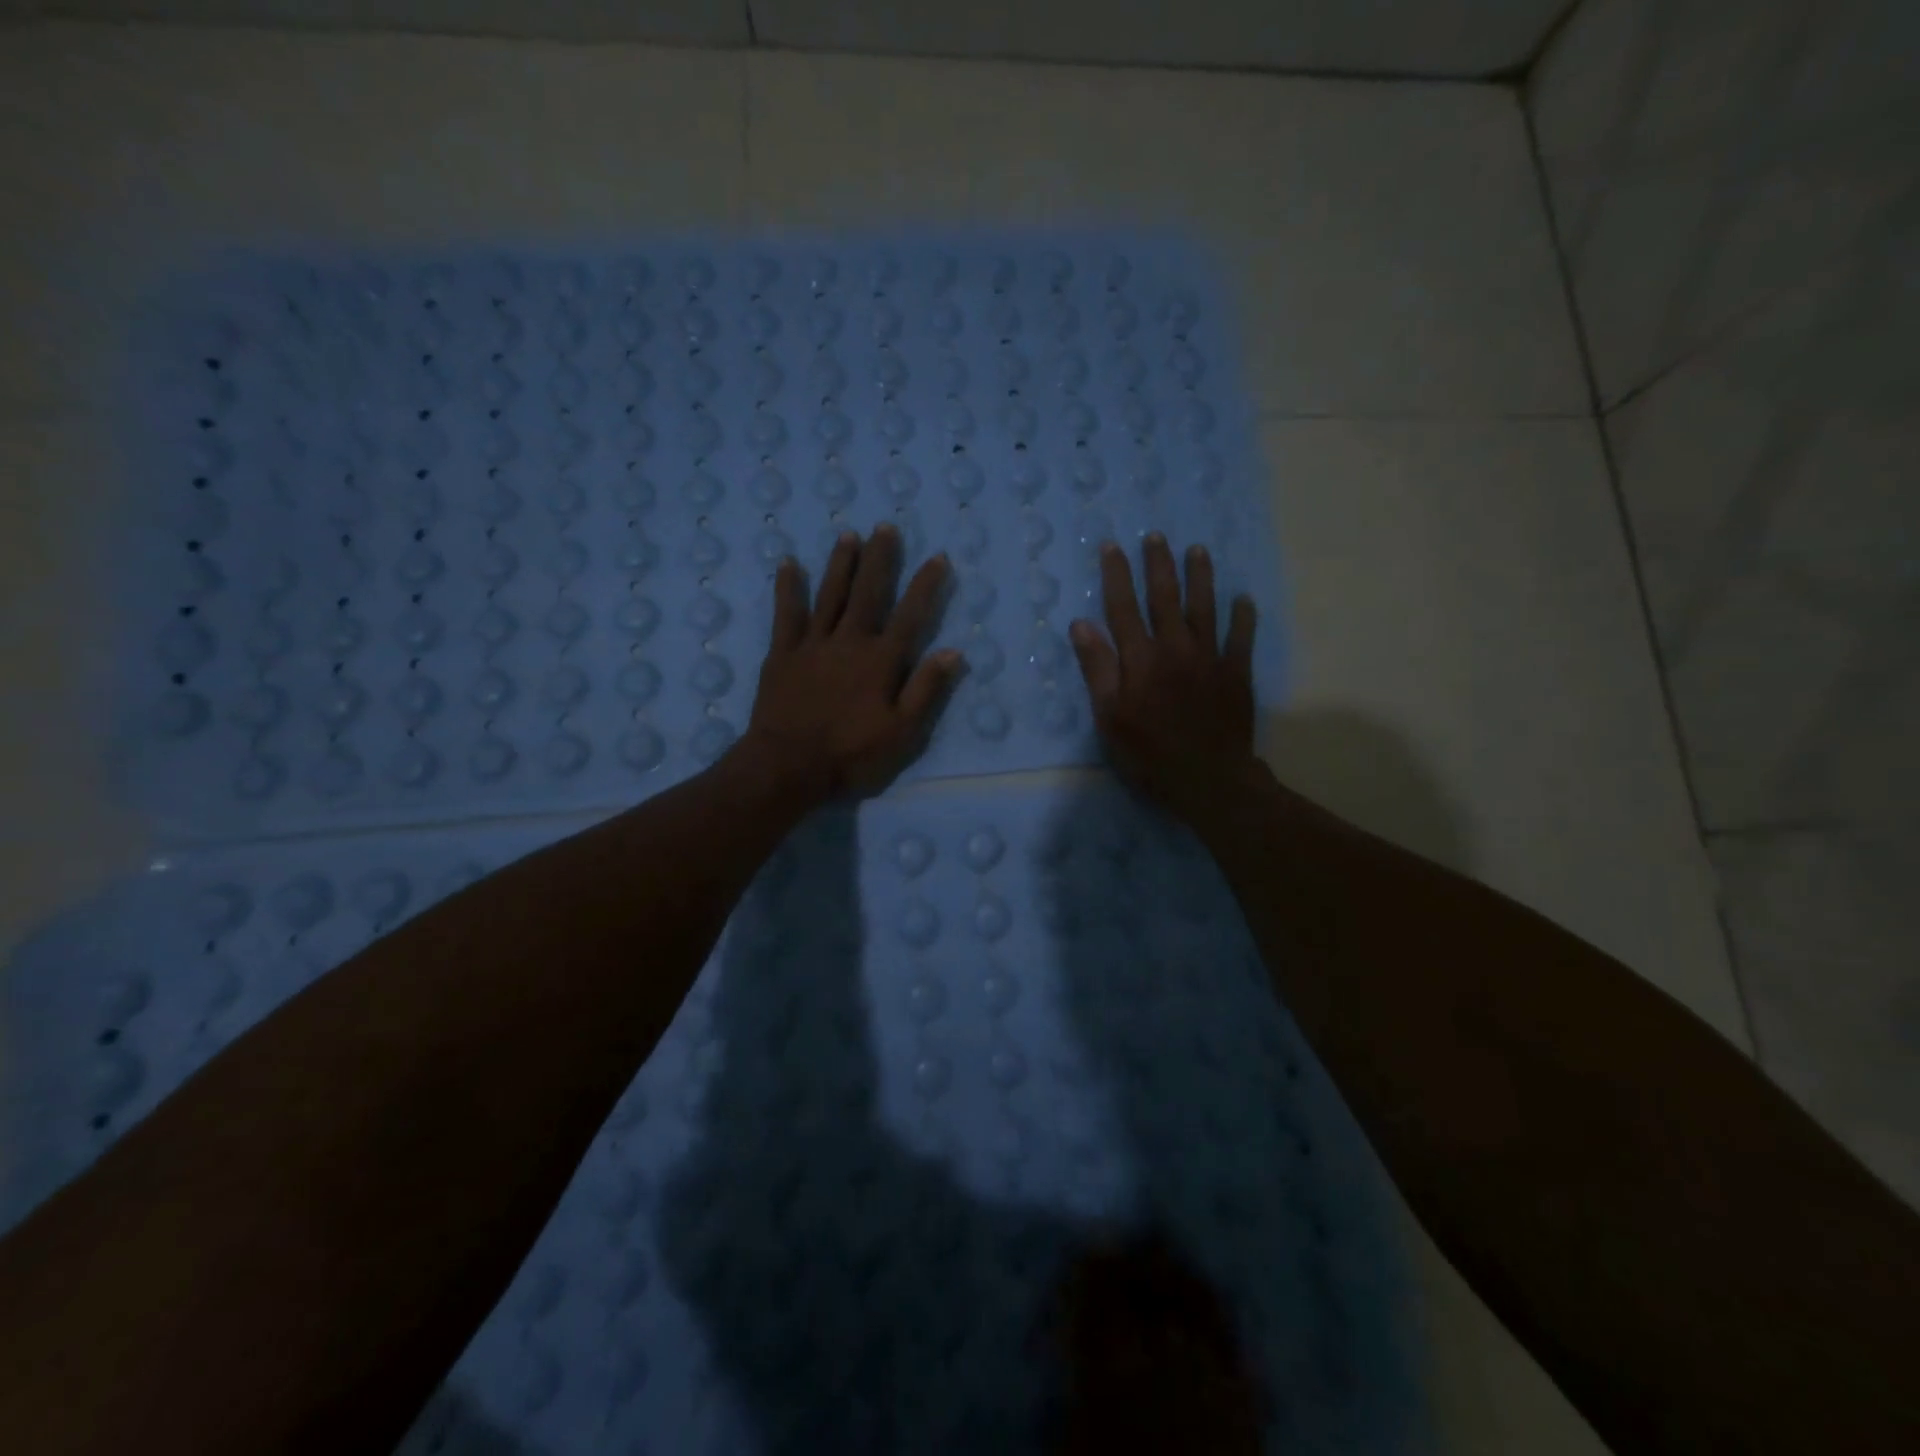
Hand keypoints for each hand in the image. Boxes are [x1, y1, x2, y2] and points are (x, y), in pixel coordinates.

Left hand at [740, 524, 961, 802]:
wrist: (788, 766)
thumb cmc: (851, 754)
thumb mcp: (902, 733)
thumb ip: (926, 690)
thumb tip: (953, 652)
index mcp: (881, 661)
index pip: (910, 615)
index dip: (926, 585)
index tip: (938, 557)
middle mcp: (849, 641)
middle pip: (868, 593)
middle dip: (880, 559)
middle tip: (885, 527)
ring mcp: (812, 644)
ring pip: (830, 595)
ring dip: (841, 564)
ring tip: (849, 535)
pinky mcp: (782, 653)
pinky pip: (786, 613)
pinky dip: (788, 588)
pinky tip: (788, 563)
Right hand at [1069, 533, 1258, 825]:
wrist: (1208, 779)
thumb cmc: (1149, 753)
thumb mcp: (1109, 717)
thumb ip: (1097, 669)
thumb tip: (1081, 624)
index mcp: (1140, 659)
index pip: (1123, 608)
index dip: (1117, 575)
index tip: (1113, 546)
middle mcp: (1175, 648)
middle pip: (1165, 598)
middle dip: (1159, 565)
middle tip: (1157, 536)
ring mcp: (1210, 658)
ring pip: (1204, 608)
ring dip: (1200, 577)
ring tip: (1198, 550)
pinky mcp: (1236, 673)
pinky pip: (1241, 637)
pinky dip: (1243, 616)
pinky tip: (1243, 599)